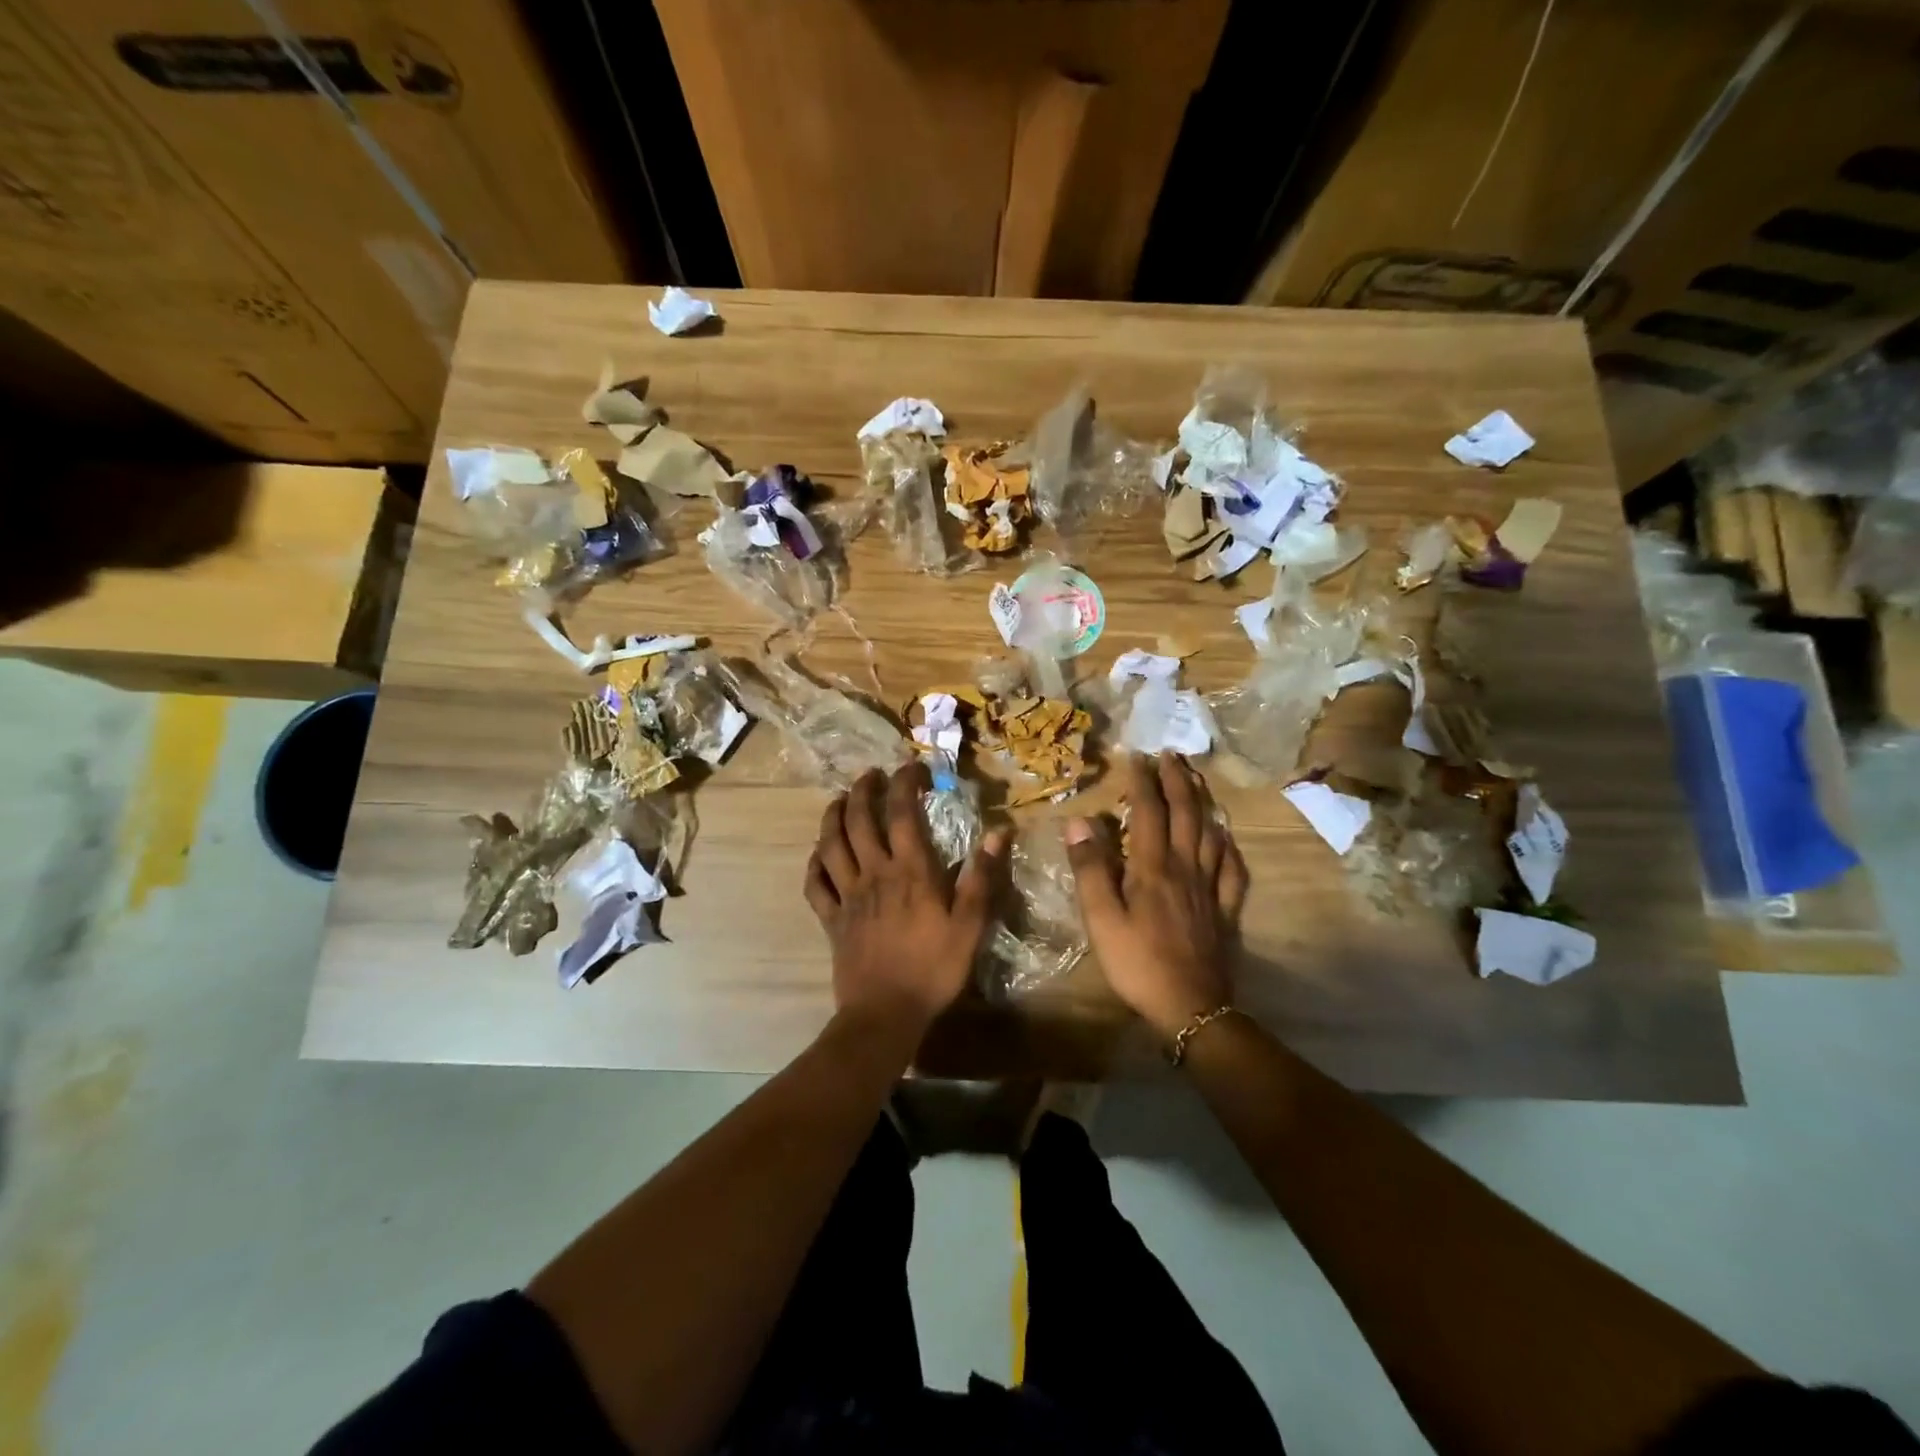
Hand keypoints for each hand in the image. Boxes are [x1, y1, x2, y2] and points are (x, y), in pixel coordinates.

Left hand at [804, 763, 1006, 1040]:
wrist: (885, 1014)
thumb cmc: (933, 969)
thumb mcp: (970, 926)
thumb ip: (982, 878)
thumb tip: (998, 833)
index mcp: (909, 871)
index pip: (901, 812)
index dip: (904, 783)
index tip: (912, 767)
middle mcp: (873, 874)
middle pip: (858, 820)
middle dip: (862, 790)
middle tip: (871, 775)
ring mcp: (847, 896)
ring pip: (830, 844)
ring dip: (832, 816)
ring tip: (839, 800)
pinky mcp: (831, 919)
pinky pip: (815, 884)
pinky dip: (814, 863)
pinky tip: (818, 854)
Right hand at [1066, 752, 1248, 1040]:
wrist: (1190, 1007)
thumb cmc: (1137, 962)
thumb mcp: (1100, 918)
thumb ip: (1090, 868)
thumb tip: (1079, 821)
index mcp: (1153, 866)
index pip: (1148, 811)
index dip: (1143, 781)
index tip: (1137, 755)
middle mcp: (1185, 867)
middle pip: (1186, 813)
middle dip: (1178, 780)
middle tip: (1171, 754)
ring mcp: (1210, 887)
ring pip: (1212, 833)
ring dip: (1204, 802)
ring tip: (1197, 781)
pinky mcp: (1225, 909)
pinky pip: (1233, 868)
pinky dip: (1229, 845)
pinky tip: (1226, 837)